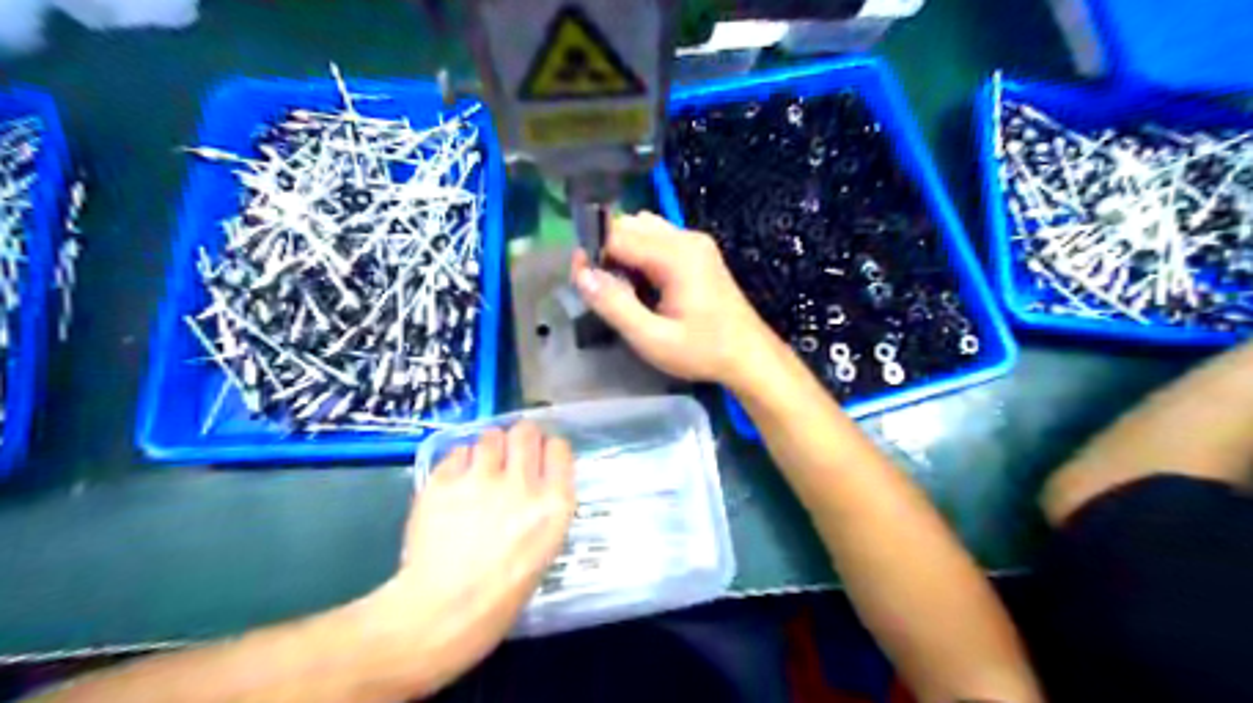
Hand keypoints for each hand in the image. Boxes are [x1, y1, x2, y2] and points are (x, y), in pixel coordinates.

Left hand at [364, 423, 573, 698]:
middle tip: (510, 453)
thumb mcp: (544, 549)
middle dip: (519, 437)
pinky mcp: (444, 480)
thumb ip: (544, 509)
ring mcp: (481, 479)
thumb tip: (534, 483)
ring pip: (490, 435)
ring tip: (480, 466)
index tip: (540, 456)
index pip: (559, 448)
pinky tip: (456, 482)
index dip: (548, 450)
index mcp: (554, 504)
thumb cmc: (501, 595)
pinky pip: (457, 452)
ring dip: (488, 447)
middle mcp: (522, 483)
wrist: (442, 613)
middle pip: (526, 432)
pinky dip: (459, 462)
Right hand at [575, 212, 778, 389]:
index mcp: (675, 255)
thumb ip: (614, 305)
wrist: (750, 355)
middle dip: (607, 250)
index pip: (617, 234)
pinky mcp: (699, 251)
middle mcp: (685, 238)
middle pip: (629, 225)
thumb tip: (581, 274)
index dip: (592, 253)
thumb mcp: (653, 339)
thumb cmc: (703, 351)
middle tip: (602, 290)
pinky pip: (658, 238)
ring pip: (643, 228)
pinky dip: (641, 252)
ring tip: (623, 288)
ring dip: (623, 250)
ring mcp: (695, 241)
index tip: (582, 281)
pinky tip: (644, 284)